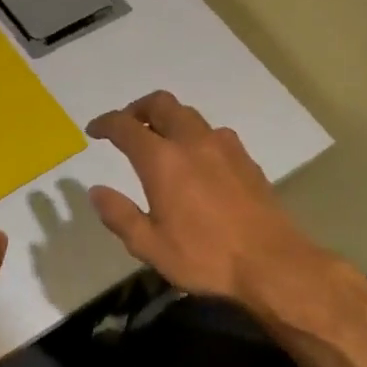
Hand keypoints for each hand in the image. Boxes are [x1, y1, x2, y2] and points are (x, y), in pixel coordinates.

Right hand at [86, 91, 327, 305]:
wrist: (271, 262)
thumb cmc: (204, 257)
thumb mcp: (149, 246)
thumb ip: (119, 215)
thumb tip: (97, 191)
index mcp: (163, 161)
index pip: (126, 127)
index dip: (105, 124)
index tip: (94, 131)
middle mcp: (193, 143)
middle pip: (161, 104)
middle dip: (137, 109)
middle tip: (126, 126)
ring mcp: (224, 147)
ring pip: (189, 115)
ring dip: (168, 120)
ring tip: (159, 142)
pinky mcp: (246, 159)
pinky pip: (213, 132)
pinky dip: (194, 135)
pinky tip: (196, 160)